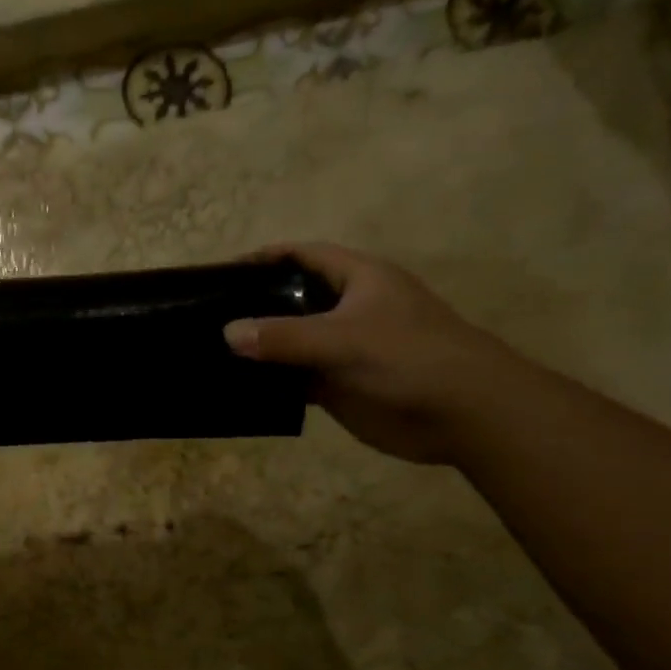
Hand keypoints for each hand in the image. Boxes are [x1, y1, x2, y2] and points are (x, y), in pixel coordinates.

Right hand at [224, 243, 518, 463]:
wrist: (464, 414)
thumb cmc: (409, 358)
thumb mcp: (343, 339)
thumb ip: (283, 337)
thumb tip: (227, 332)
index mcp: (359, 280)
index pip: (305, 255)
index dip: (267, 258)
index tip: (224, 272)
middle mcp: (347, 309)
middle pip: (291, 299)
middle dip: (253, 305)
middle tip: (206, 317)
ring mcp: (342, 349)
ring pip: (289, 342)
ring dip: (257, 348)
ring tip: (210, 352)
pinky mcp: (338, 384)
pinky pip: (294, 377)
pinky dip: (269, 382)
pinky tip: (237, 387)